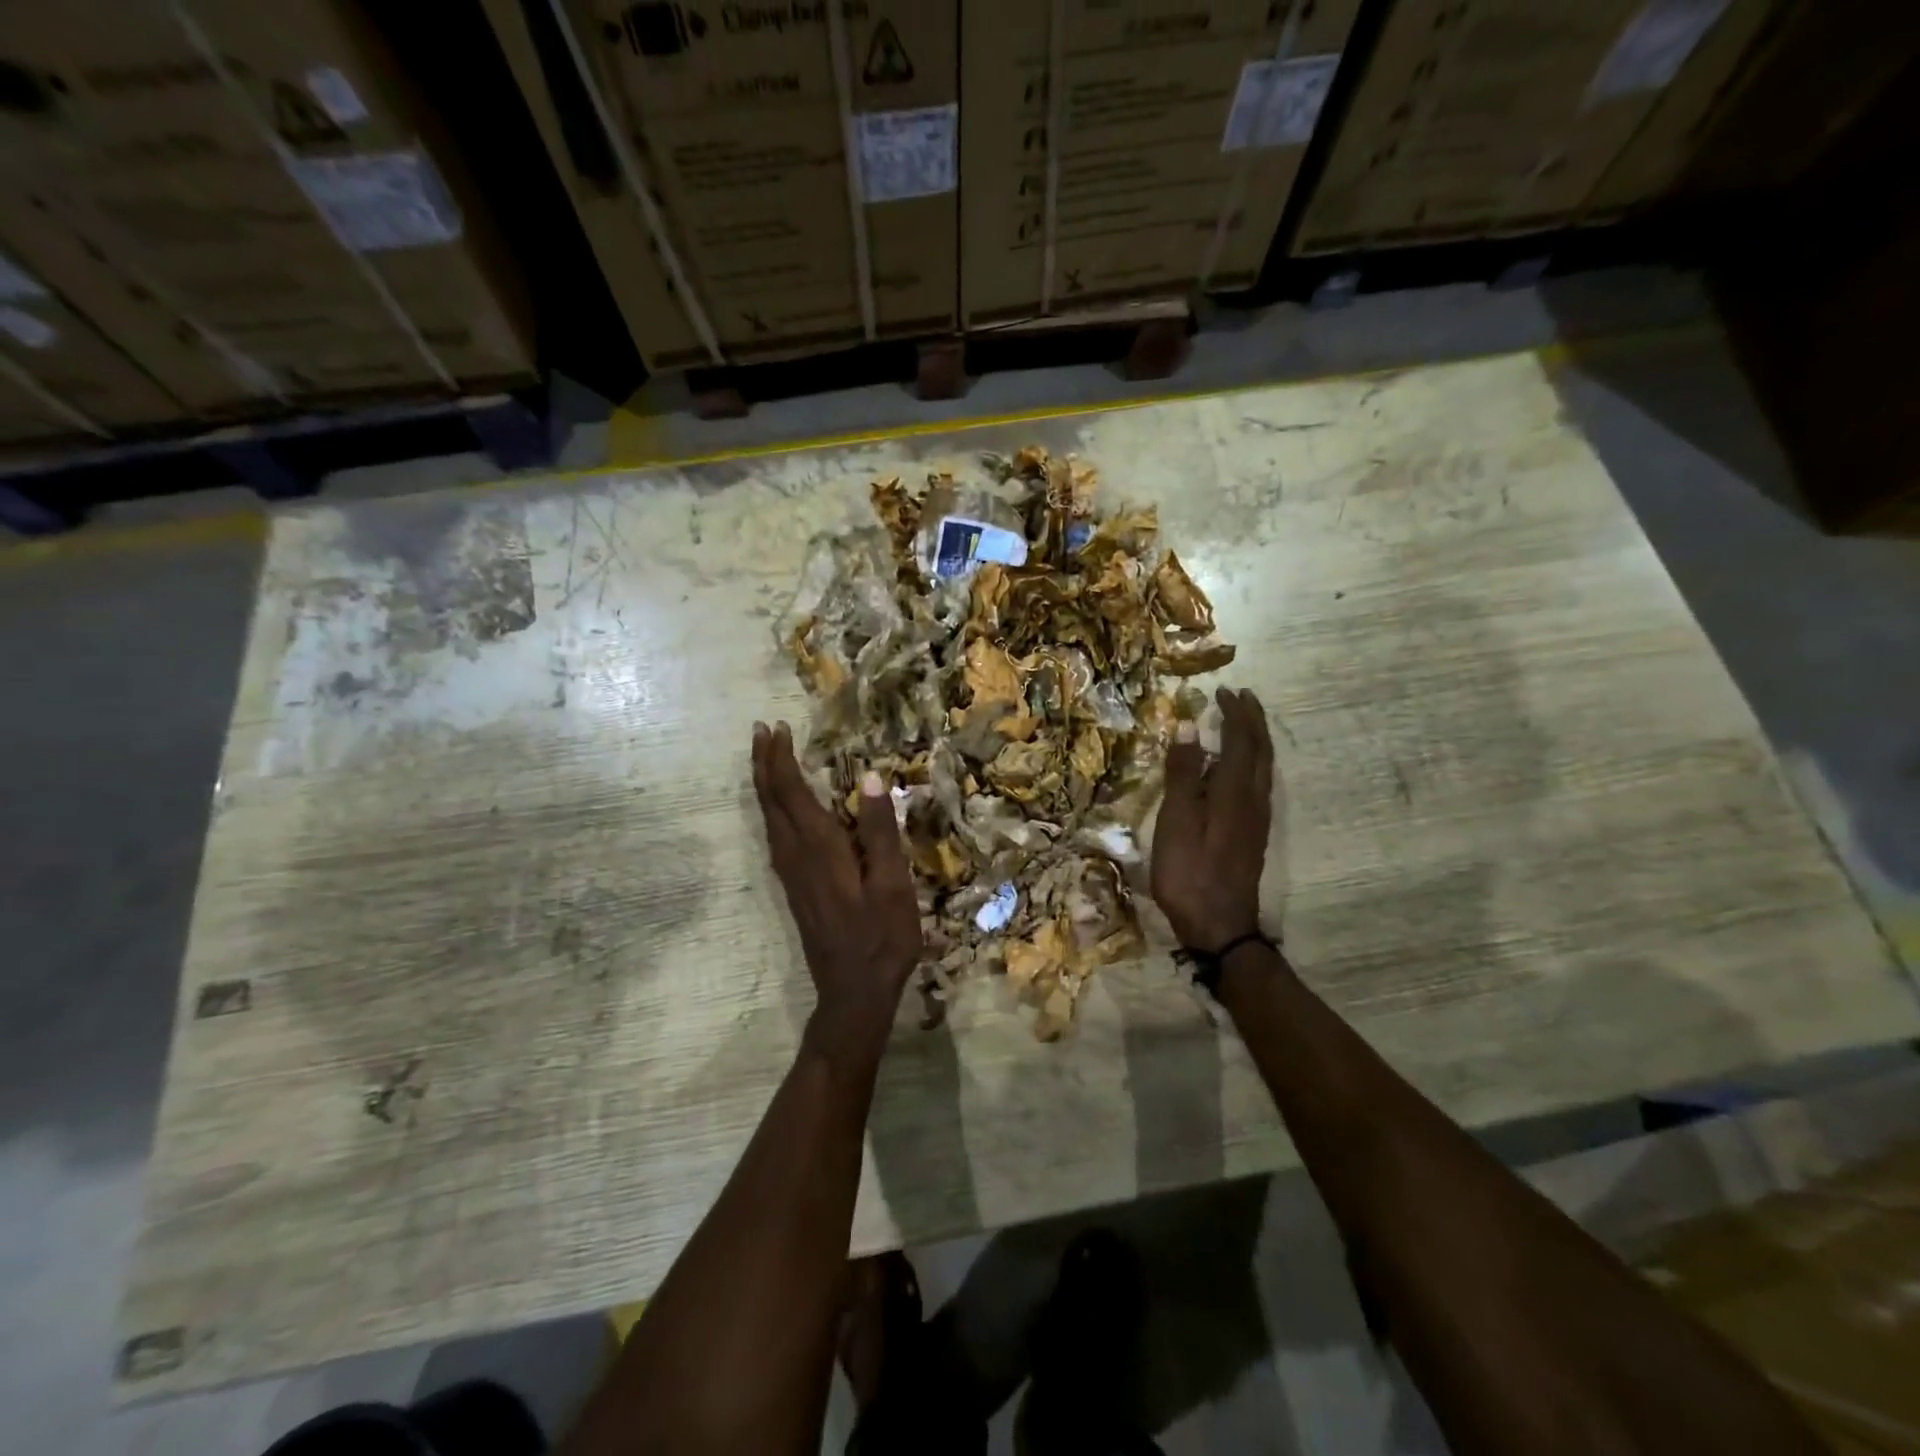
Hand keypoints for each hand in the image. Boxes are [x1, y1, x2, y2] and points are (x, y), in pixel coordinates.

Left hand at [751, 721, 922, 1058]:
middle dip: (764, 764)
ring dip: (764, 784)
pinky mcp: (794, 888)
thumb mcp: (893, 884)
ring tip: (765, 759)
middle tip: (761, 732)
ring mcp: (790, 874)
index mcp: (820, 848)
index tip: (777, 728)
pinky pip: (774, 835)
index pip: (791, 792)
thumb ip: (881, 831)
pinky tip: (779, 810)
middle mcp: (796, 855)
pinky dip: (772, 809)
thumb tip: (871, 777)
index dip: (781, 759)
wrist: (853, 993)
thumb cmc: (881, 938)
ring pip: (768, 818)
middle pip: (771, 801)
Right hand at [1150, 687, 1274, 949]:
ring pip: (1264, 767)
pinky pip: (1259, 783)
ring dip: (1255, 739)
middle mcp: (1253, 798)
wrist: (1220, 925)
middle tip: (1241, 697)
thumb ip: (1183, 773)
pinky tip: (1238, 769)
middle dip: (1252, 720)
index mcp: (1234, 791)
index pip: (1240, 740)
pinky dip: (1252, 761)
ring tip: (1242, 723)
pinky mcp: (1253, 834)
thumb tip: (1189, 725)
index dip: (1233, 713)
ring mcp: (1257, 818)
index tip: (1222, 691)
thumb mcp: (1177, 820)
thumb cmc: (1190, 872)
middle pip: (1260, 749)